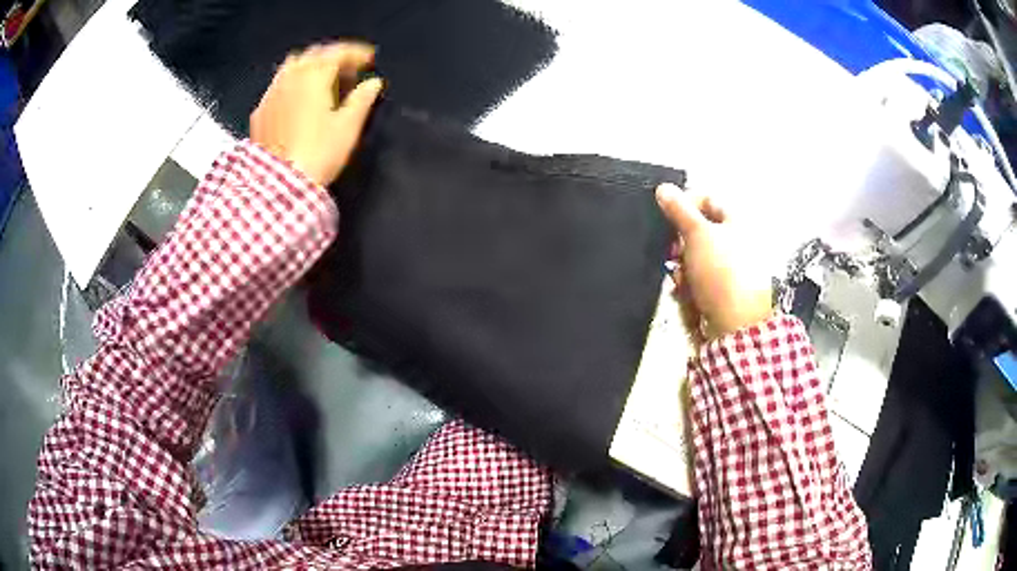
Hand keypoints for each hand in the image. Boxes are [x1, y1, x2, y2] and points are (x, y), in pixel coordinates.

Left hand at [251, 42, 383, 186]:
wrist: (278, 185)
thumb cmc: (318, 153)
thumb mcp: (348, 128)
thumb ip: (362, 100)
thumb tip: (373, 84)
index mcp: (314, 76)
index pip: (338, 52)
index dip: (356, 53)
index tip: (370, 59)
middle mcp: (290, 77)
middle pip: (313, 54)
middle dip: (333, 56)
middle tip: (349, 70)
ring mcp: (271, 93)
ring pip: (292, 66)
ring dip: (310, 66)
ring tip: (322, 80)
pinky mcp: (260, 112)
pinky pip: (278, 85)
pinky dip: (293, 83)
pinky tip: (298, 98)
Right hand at [656, 183, 772, 338]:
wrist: (735, 325)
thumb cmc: (721, 272)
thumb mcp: (698, 234)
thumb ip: (679, 210)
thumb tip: (663, 187)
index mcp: (737, 222)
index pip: (708, 200)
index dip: (686, 204)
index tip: (668, 215)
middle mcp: (734, 244)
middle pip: (698, 233)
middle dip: (681, 244)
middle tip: (674, 252)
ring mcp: (727, 271)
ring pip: (694, 260)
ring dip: (682, 269)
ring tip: (681, 280)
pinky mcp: (720, 293)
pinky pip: (697, 282)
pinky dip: (688, 287)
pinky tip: (686, 295)